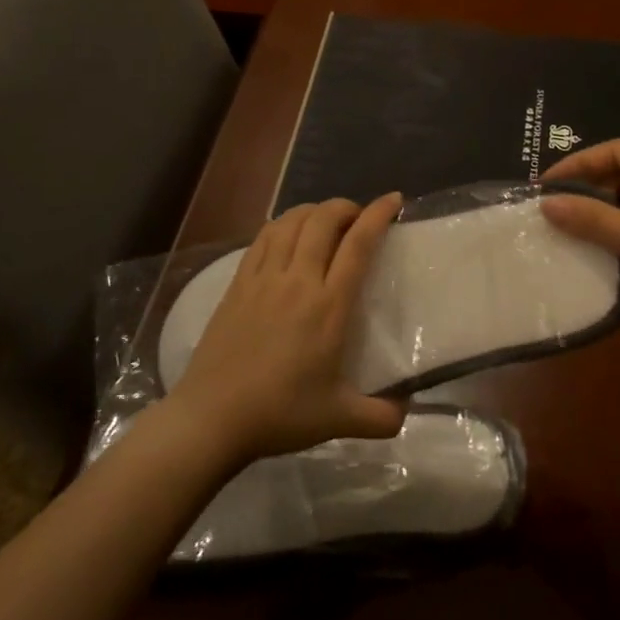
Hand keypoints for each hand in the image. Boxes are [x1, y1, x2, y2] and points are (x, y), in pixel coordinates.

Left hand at [169, 194, 408, 462]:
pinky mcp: (237, 284)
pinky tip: (287, 234)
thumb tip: (407, 412)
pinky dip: (282, 225)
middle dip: (345, 206)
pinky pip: (262, 238)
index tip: (393, 199)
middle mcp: (298, 280)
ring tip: (325, 221)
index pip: (358, 244)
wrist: (212, 417)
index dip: (377, 214)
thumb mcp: (339, 419)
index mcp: (329, 306)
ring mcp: (263, 278)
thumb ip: (381, 418)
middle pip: (323, 220)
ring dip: (313, 211)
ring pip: (290, 222)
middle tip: (357, 218)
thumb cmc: (280, 413)